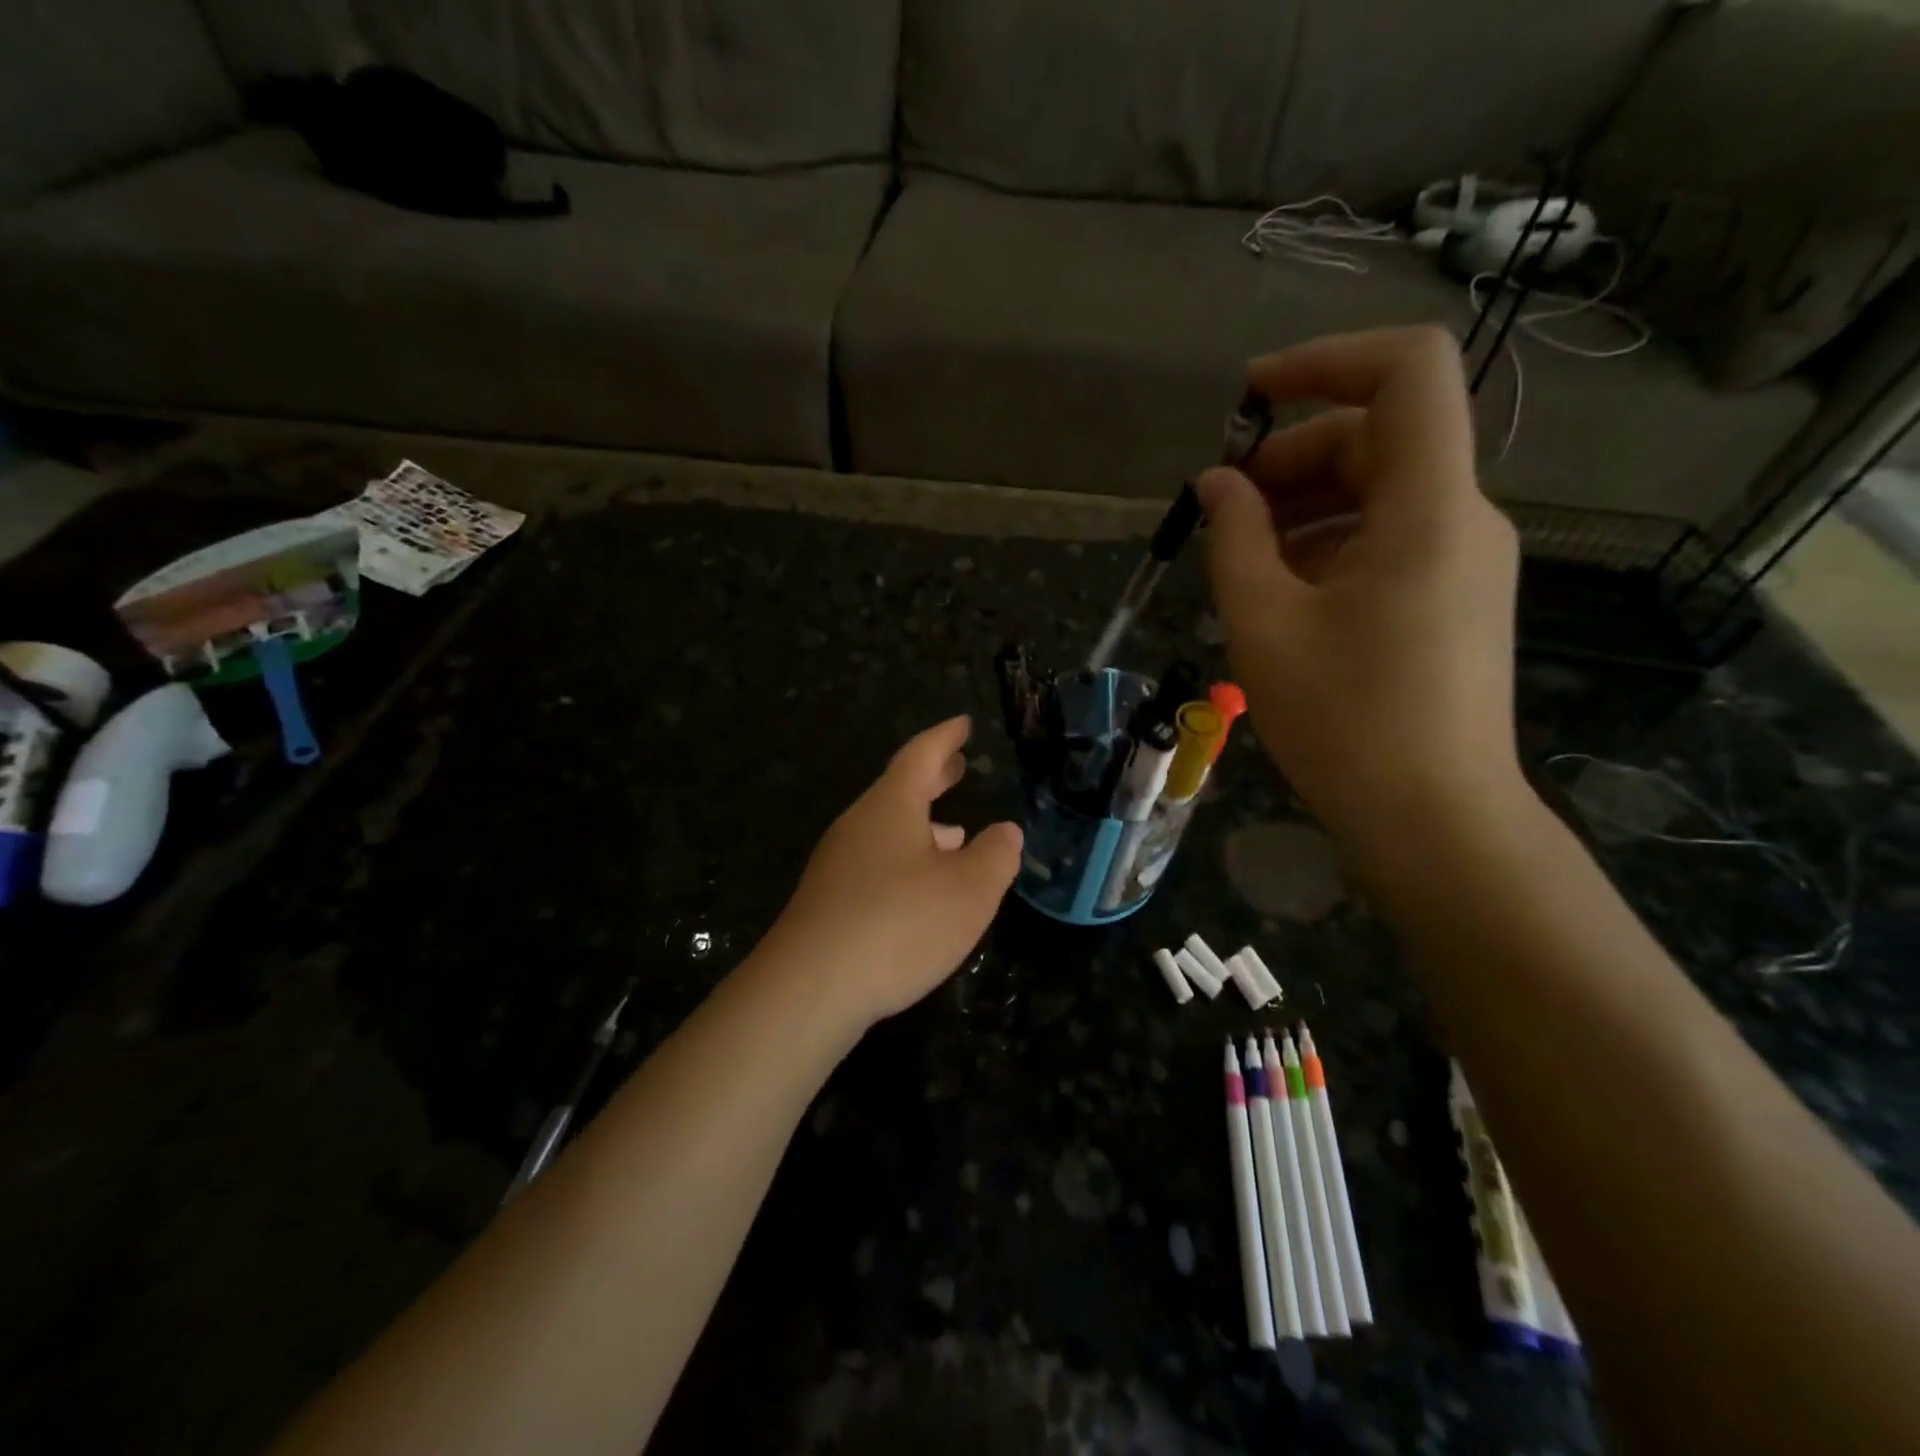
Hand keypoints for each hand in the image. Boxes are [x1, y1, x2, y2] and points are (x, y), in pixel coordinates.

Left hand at [764, 716, 1022, 1026]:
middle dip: (933, 777)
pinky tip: (921, 889)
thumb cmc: (898, 925)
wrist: (809, 989)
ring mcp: (838, 863)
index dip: (945, 737)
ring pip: (888, 829)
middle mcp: (859, 825)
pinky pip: (876, 863)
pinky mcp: (828, 901)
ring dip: (922, 825)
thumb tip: (1005, 832)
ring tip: (955, 833)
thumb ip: (994, 856)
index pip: (921, 755)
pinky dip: (906, 859)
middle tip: (958, 765)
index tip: (962, 723)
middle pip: (900, 789)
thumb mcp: (968, 891)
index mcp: (891, 807)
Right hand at [1195, 327, 1524, 849]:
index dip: (1325, 361)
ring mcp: (1464, 560)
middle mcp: (1462, 518)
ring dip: (1302, 507)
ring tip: (1239, 561)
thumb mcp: (1265, 624)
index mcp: (1428, 509)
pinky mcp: (1452, 598)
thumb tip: (1218, 484)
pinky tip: (1278, 594)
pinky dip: (1327, 545)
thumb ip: (1235, 538)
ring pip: (1378, 493)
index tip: (1249, 397)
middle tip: (1222, 512)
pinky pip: (1387, 539)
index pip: (1407, 371)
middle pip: (1378, 438)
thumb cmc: (1343, 720)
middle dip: (1291, 457)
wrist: (1431, 818)